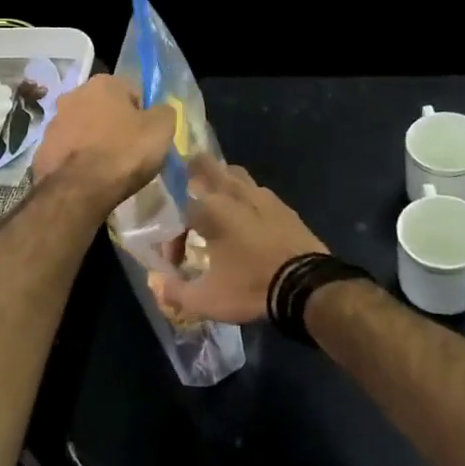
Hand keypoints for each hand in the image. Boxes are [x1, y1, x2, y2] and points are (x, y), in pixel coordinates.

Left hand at [34, 74, 176, 206]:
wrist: (77, 190)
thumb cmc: (124, 153)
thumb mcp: (162, 129)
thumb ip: (164, 112)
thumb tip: (159, 111)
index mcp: (103, 83)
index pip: (133, 92)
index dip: (144, 114)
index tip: (148, 136)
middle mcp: (74, 94)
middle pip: (105, 108)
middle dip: (116, 125)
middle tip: (130, 151)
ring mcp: (53, 122)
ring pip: (84, 128)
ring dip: (95, 140)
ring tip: (109, 167)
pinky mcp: (42, 149)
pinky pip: (68, 150)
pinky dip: (78, 159)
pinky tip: (89, 177)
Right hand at [153, 156, 326, 325]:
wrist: (307, 286)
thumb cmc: (251, 288)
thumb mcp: (207, 300)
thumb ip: (175, 291)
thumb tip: (157, 283)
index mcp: (209, 209)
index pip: (177, 212)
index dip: (172, 238)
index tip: (176, 264)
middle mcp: (233, 193)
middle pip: (205, 165)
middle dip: (190, 174)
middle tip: (185, 196)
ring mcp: (261, 195)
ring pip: (233, 174)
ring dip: (220, 183)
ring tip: (215, 205)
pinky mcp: (282, 205)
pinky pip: (256, 191)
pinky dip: (245, 198)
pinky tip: (247, 219)